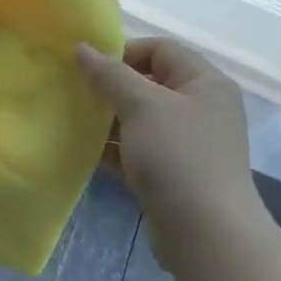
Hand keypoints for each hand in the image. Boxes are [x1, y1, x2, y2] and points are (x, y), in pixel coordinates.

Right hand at [76, 38, 266, 269]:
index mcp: (205, 83)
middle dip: (112, 87)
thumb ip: (110, 75)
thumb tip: (82, 48)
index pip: (162, 49)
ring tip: (75, 120)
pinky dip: (116, 148)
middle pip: (150, 83)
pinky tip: (86, 150)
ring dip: (110, 119)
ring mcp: (189, 143)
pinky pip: (139, 150)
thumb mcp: (141, 106)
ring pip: (142, 119)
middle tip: (76, 93)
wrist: (205, 232)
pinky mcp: (174, 173)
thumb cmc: (177, 156)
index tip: (88, 67)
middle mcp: (202, 108)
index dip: (124, 52)